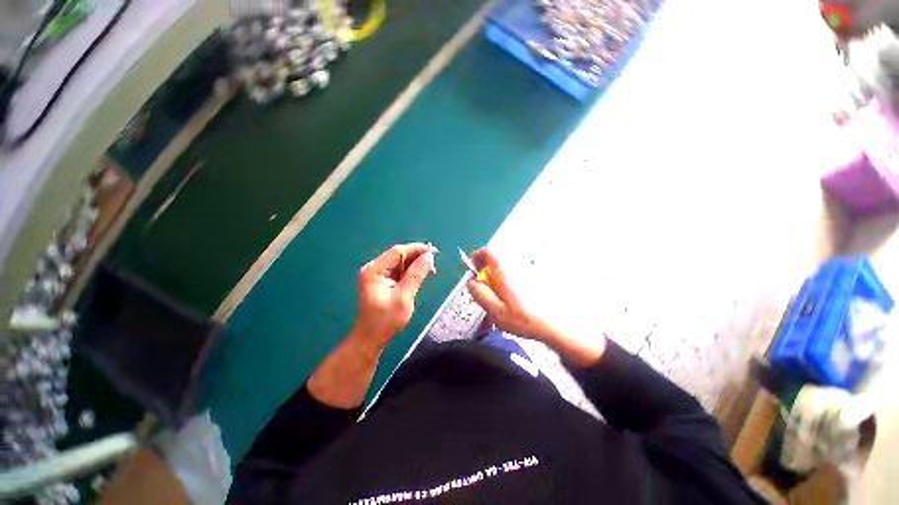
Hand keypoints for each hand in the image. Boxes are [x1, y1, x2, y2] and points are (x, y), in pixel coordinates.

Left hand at [352, 243, 436, 349]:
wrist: (371, 338)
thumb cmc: (386, 320)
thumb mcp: (404, 297)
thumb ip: (416, 275)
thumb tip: (428, 256)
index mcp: (374, 270)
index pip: (398, 251)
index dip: (417, 249)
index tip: (433, 251)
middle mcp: (374, 269)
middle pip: (399, 255)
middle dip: (417, 257)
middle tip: (434, 263)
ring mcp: (377, 275)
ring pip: (400, 262)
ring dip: (415, 265)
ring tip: (430, 270)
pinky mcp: (382, 281)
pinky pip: (399, 271)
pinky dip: (411, 272)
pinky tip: (421, 275)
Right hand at [465, 249, 546, 340]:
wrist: (556, 325)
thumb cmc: (526, 319)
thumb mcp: (496, 311)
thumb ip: (480, 294)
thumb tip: (471, 282)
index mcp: (505, 272)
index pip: (488, 252)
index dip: (477, 257)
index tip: (473, 269)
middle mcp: (516, 266)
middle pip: (495, 259)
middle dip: (486, 271)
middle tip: (485, 288)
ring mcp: (526, 271)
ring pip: (505, 268)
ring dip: (497, 278)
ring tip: (498, 297)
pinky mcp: (533, 278)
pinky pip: (514, 274)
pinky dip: (508, 282)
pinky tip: (512, 300)